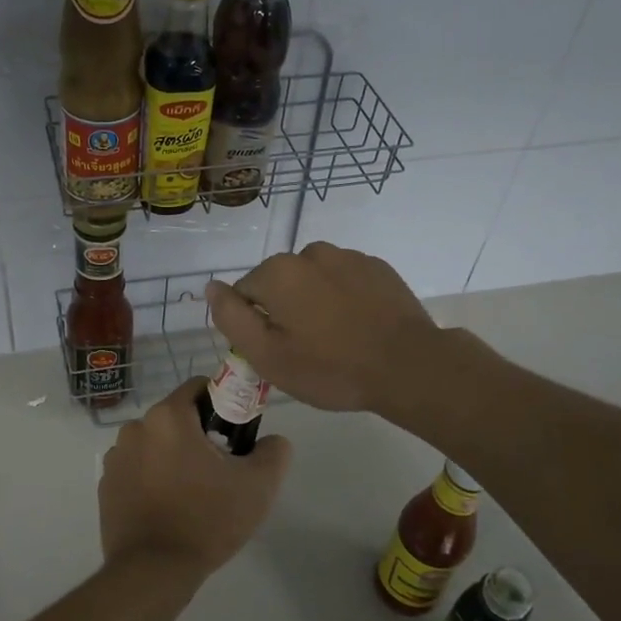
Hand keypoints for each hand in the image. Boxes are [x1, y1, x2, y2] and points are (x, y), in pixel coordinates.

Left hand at [98, 377, 291, 582]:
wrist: (153, 571)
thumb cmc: (206, 520)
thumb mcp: (258, 486)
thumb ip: (274, 452)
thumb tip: (272, 440)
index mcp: (168, 417)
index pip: (199, 388)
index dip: (223, 404)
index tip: (236, 434)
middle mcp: (135, 427)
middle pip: (177, 418)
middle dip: (199, 435)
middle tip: (220, 471)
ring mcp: (115, 457)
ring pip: (156, 444)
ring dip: (173, 457)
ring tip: (193, 494)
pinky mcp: (106, 484)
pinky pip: (137, 468)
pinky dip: (152, 478)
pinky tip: (168, 508)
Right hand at [206, 242, 442, 413]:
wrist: (408, 366)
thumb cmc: (330, 368)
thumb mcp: (267, 356)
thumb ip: (231, 318)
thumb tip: (212, 287)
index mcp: (278, 272)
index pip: (244, 293)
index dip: (254, 325)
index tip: (275, 352)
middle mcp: (310, 253)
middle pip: (279, 283)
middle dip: (284, 311)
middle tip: (305, 350)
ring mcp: (348, 257)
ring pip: (312, 280)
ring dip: (314, 302)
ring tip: (335, 339)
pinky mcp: (377, 267)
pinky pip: (344, 280)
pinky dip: (343, 299)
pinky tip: (358, 327)